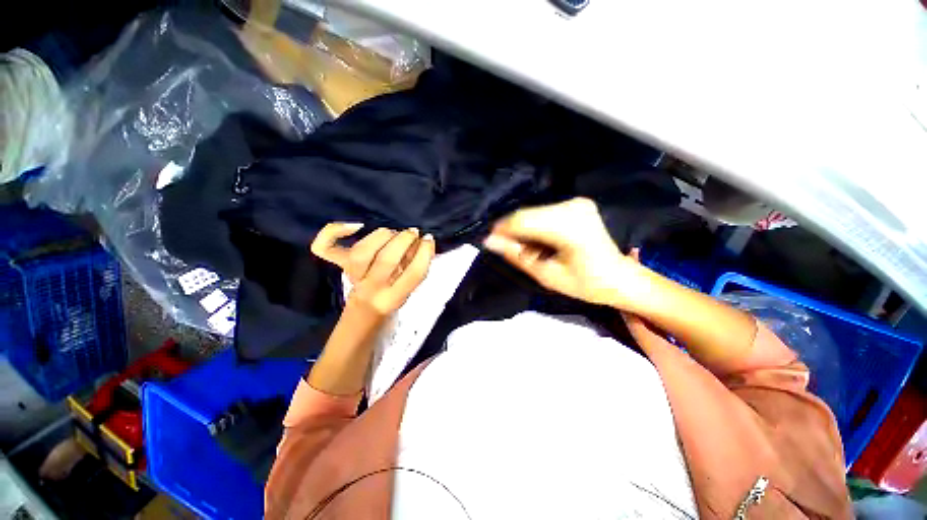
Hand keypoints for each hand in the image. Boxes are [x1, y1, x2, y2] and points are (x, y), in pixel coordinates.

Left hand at [311, 223, 435, 314]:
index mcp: (393, 298)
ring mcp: (351, 276)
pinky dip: (333, 231)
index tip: (429, 240)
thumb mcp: (411, 289)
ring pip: (361, 251)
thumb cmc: (393, 297)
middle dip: (403, 240)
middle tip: (413, 233)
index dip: (424, 253)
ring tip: (393, 232)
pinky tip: (355, 225)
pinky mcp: (339, 265)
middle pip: (386, 260)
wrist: (366, 311)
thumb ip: (416, 268)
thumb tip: (423, 243)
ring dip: (382, 235)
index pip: (413, 275)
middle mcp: (370, 288)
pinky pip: (324, 248)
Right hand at [483, 197, 641, 307]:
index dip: (502, 229)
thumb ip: (516, 255)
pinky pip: (543, 212)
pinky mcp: (577, 203)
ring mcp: (576, 202)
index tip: (488, 240)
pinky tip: (538, 240)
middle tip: (508, 249)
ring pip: (533, 212)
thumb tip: (489, 240)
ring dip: (523, 229)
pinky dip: (534, 225)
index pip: (523, 220)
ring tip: (526, 248)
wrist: (619, 277)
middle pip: (527, 214)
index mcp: (569, 227)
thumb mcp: (545, 275)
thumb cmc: (584, 284)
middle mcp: (573, 207)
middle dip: (512, 231)